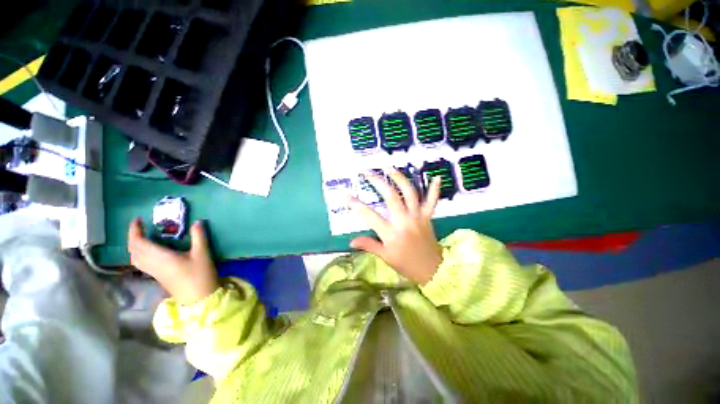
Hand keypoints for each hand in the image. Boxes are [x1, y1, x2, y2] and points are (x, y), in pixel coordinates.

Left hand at [128, 219, 218, 304]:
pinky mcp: (157, 276)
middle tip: (139, 226)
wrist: (198, 297)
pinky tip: (148, 251)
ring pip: (135, 258)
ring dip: (134, 246)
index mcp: (160, 257)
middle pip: (134, 250)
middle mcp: (152, 264)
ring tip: (141, 237)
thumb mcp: (202, 253)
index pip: (139, 243)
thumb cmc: (199, 274)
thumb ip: (199, 236)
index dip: (135, 231)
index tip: (137, 220)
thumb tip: (197, 221)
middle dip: (132, 237)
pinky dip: (139, 253)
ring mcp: (153, 272)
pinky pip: (140, 263)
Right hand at [349, 168, 442, 284]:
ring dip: (400, 178)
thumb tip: (351, 241)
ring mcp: (417, 216)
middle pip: (391, 196)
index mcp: (391, 233)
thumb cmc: (406, 265)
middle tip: (367, 172)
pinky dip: (434, 190)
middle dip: (378, 182)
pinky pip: (432, 201)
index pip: (370, 216)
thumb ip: (369, 245)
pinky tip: (436, 178)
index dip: (356, 205)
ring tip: (389, 167)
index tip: (346, 196)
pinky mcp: (427, 217)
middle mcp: (404, 221)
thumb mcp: (385, 257)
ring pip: (410, 193)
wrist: (432, 271)